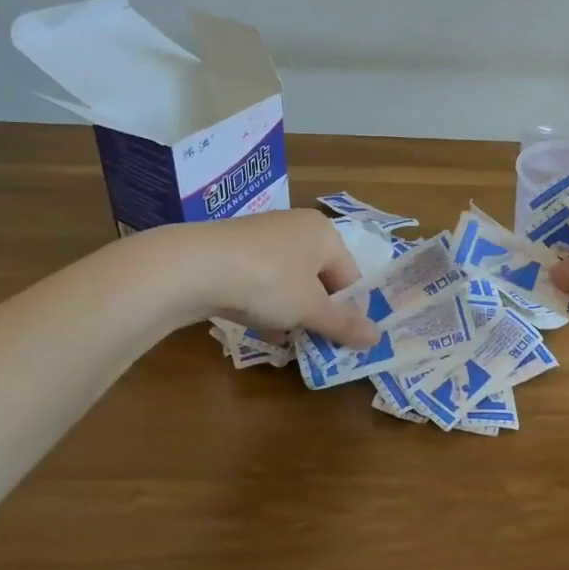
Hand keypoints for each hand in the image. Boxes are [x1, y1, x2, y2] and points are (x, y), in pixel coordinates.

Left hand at [143, 210, 380, 347]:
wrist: (191, 267)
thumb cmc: (267, 282)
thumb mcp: (310, 309)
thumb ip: (344, 324)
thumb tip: (377, 338)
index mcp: (324, 233)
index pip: (351, 277)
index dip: (349, 311)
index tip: (340, 340)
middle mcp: (296, 227)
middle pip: (320, 279)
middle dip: (318, 313)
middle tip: (313, 342)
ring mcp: (262, 236)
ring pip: (290, 282)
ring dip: (291, 313)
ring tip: (284, 340)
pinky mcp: (233, 250)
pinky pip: (262, 280)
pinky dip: (265, 304)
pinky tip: (257, 327)